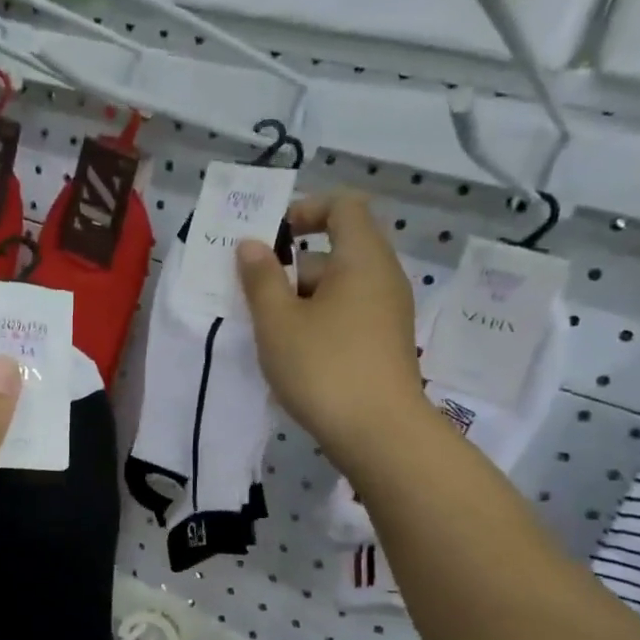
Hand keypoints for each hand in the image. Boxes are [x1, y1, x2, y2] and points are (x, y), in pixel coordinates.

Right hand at [236, 190, 429, 468]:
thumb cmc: (324, 367)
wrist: (379, 434)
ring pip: (338, 289)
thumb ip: (261, 278)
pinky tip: (293, 355)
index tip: (272, 236)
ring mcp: (387, 313)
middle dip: (291, 267)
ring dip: (300, 300)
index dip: (306, 209)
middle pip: (336, 251)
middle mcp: (382, 277)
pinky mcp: (384, 344)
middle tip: (254, 296)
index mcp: (362, 258)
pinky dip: (318, 323)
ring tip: (268, 332)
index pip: (343, 206)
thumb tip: (252, 244)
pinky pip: (347, 316)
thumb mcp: (278, 321)